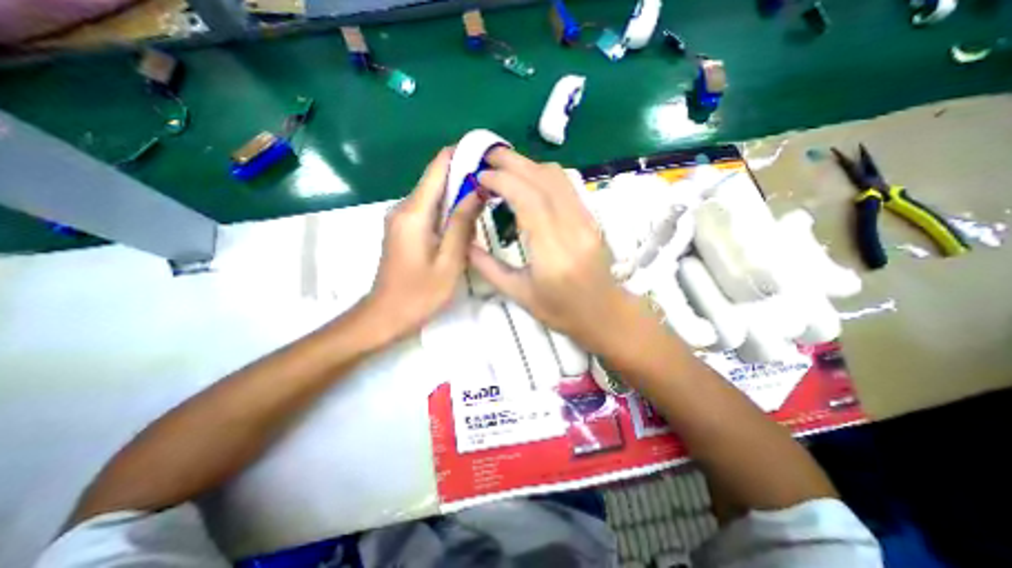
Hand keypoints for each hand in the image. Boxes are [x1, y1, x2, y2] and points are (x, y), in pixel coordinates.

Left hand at [364, 147, 485, 341]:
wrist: (386, 315)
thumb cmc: (420, 293)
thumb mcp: (449, 261)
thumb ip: (461, 224)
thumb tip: (476, 191)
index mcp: (414, 212)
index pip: (437, 167)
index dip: (460, 154)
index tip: (486, 154)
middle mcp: (404, 208)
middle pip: (436, 178)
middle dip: (464, 174)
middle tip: (495, 180)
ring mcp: (402, 218)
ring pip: (434, 194)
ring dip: (458, 192)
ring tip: (487, 195)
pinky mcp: (405, 229)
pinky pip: (430, 209)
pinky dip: (449, 208)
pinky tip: (467, 216)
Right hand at [469, 147, 638, 349]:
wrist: (604, 313)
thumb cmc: (560, 311)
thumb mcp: (519, 295)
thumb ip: (489, 267)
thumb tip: (465, 243)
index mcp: (553, 253)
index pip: (529, 200)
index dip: (503, 181)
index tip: (480, 177)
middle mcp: (573, 229)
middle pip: (544, 180)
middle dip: (513, 162)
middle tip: (487, 157)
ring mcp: (587, 221)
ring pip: (558, 178)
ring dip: (528, 165)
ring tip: (503, 167)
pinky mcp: (591, 218)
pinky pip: (566, 186)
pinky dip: (542, 175)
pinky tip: (527, 181)